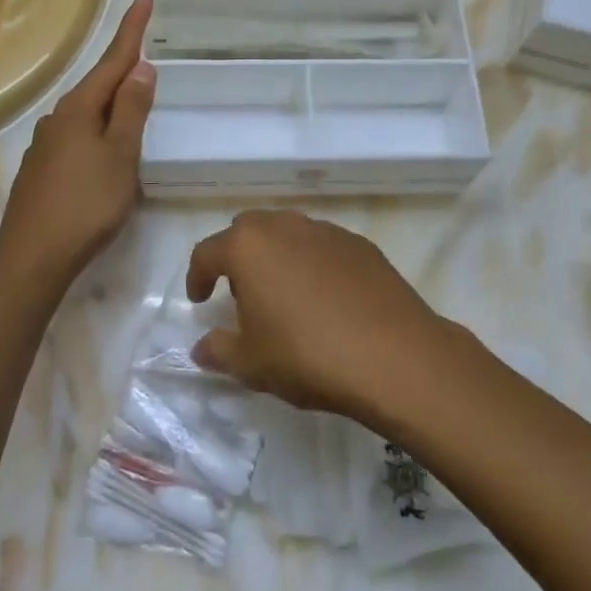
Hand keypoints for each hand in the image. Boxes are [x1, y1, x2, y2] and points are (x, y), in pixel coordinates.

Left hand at [0, 0, 154, 290]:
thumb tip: (140, 68)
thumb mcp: (120, 155)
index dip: (132, 30)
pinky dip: (98, 128)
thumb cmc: (85, 203)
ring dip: (111, 100)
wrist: (31, 257)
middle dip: (122, 66)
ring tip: (133, 99)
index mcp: (79, 109)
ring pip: (87, 112)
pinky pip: (78, 135)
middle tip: (146, 48)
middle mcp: (58, 118)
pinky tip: (105, 147)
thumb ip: (131, 110)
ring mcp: (46, 145)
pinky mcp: (43, 170)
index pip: (113, 60)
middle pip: (98, 84)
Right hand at [186, 210, 453, 421]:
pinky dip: (312, 264)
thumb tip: (202, 347)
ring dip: (276, 257)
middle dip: (237, 257)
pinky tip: (324, 299)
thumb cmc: (307, 355)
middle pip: (247, 231)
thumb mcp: (251, 364)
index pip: (207, 252)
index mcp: (248, 246)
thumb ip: (219, 350)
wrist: (393, 355)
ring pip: (288, 233)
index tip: (199, 301)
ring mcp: (326, 231)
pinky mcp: (360, 244)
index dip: (197, 277)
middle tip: (241, 294)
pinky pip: (322, 246)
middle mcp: (285, 226)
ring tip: (284, 296)